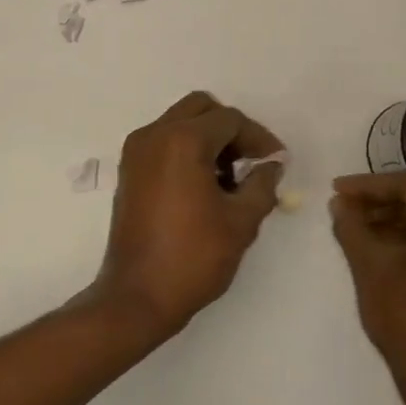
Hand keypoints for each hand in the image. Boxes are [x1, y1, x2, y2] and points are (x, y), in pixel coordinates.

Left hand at [91, 91, 285, 340]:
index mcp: (182, 140)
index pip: (230, 120)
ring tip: (230, 179)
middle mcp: (155, 134)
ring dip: (208, 138)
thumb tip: (270, 165)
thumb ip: (262, 185)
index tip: (276, 162)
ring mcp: (137, 151)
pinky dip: (186, 149)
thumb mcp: (241, 222)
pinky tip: (204, 185)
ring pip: (180, 122)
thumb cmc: (193, 257)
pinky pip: (163, 141)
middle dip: (231, 129)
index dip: (259, 138)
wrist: (137, 296)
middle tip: (251, 161)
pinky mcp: (129, 170)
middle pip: (201, 108)